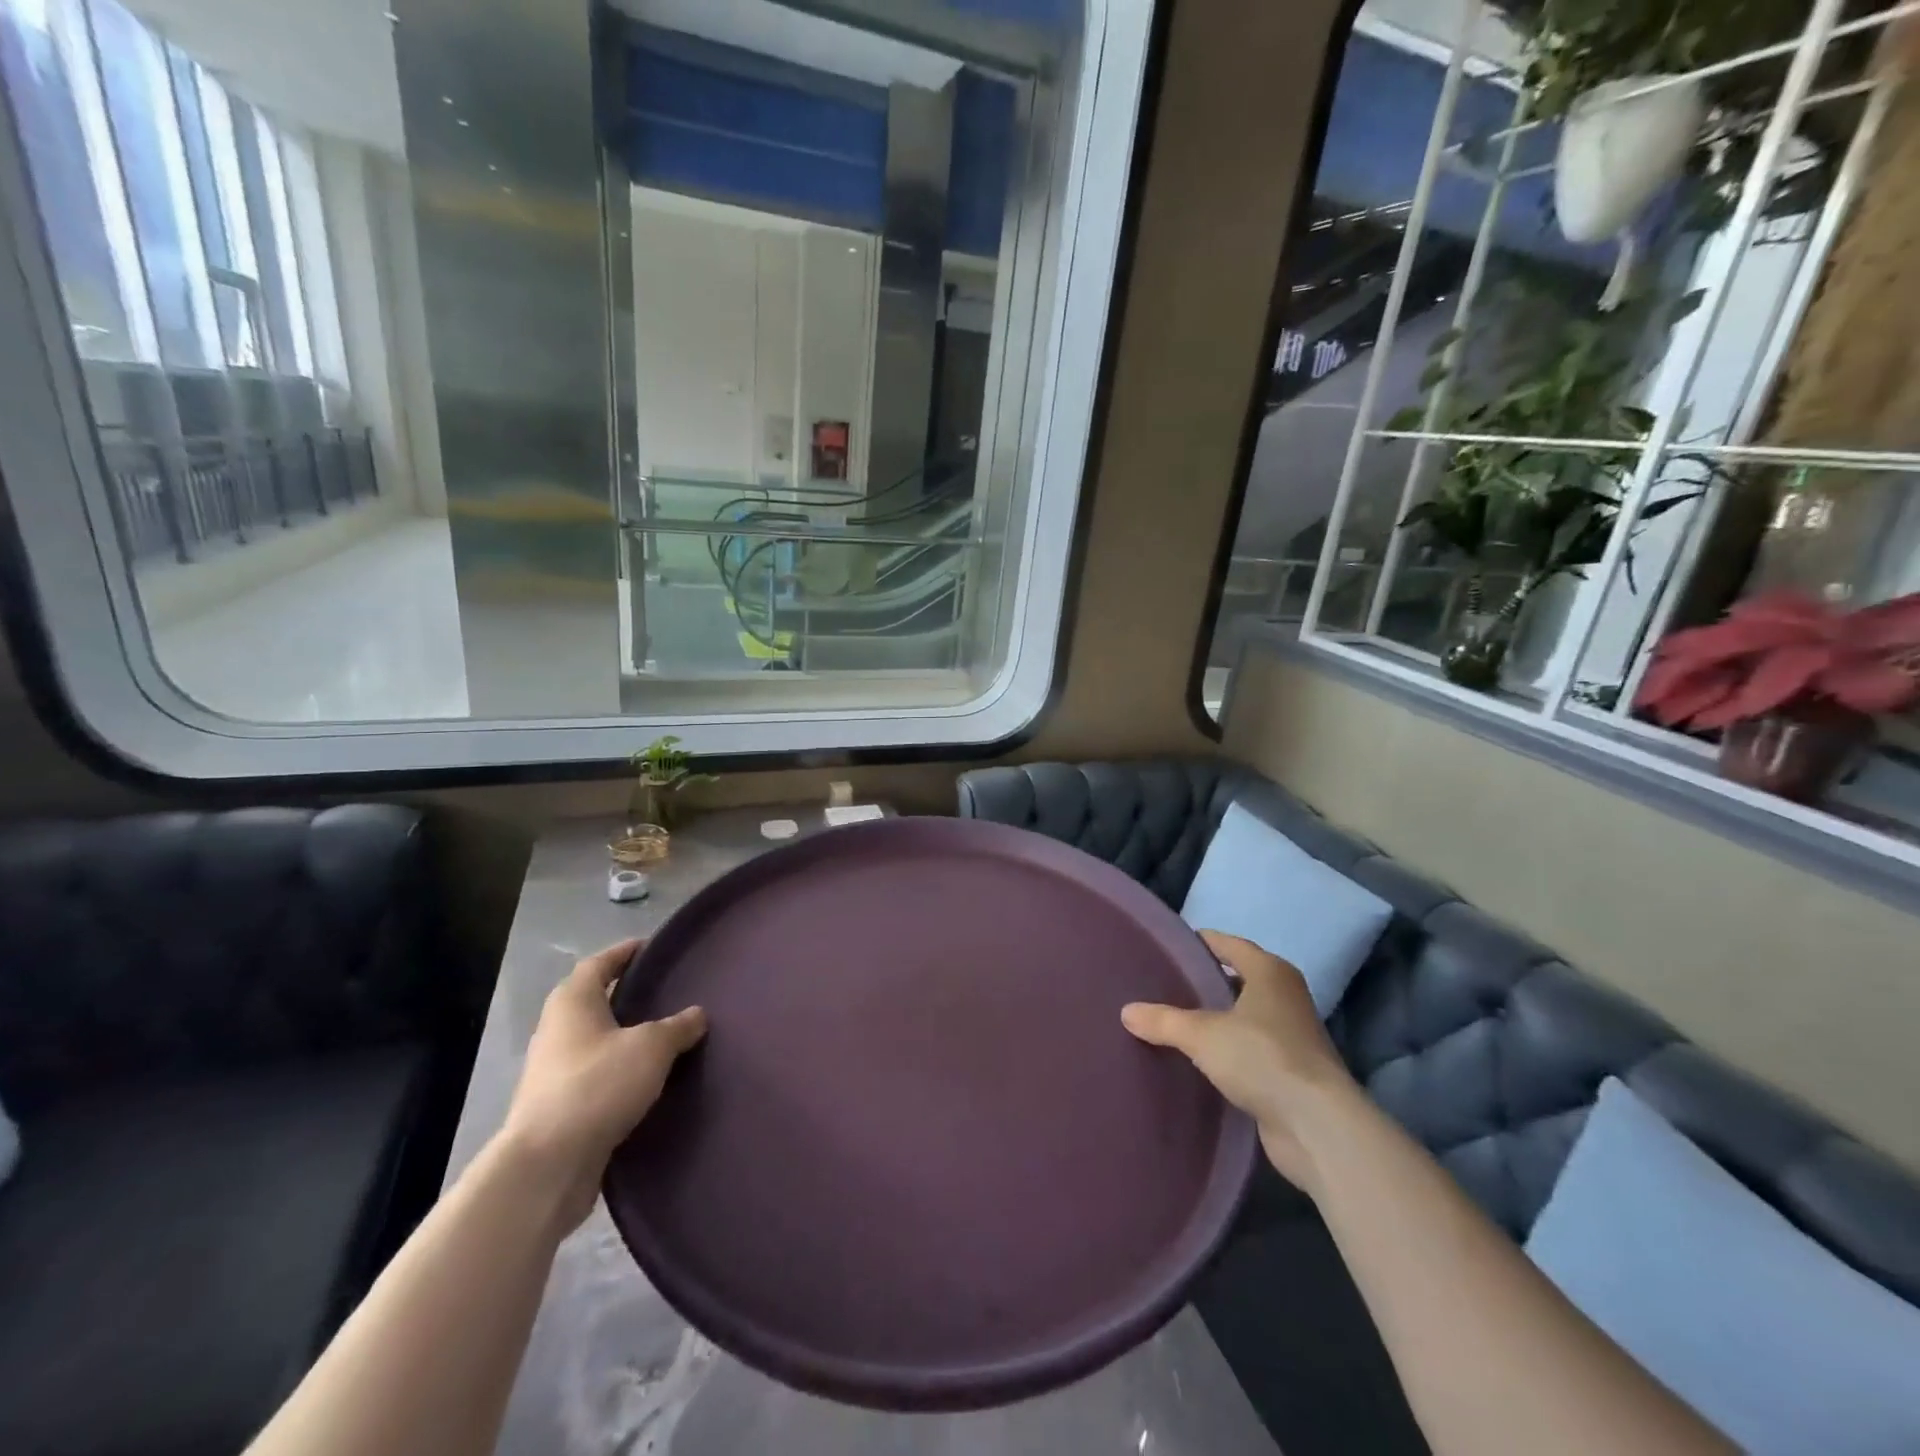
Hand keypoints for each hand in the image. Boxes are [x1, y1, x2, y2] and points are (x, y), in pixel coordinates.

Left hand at [499, 940, 705, 1223]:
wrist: (547, 1166)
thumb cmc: (597, 1086)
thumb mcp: (650, 1047)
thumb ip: (677, 1027)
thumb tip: (696, 1014)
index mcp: (573, 1002)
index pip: (600, 963)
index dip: (626, 952)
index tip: (654, 948)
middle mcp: (558, 1030)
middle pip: (596, 1001)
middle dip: (630, 996)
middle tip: (670, 992)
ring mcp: (555, 1071)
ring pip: (598, 1041)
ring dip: (627, 1038)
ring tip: (669, 1038)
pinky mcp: (560, 1107)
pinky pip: (598, 1076)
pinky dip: (622, 1072)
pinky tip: (651, 1080)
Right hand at [1122, 931, 1357, 1191]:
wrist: (1317, 1126)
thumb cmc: (1262, 1058)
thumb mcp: (1202, 1035)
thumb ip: (1163, 1021)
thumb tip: (1126, 1011)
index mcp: (1270, 972)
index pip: (1228, 944)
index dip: (1199, 942)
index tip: (1168, 947)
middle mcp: (1286, 996)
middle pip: (1238, 979)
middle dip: (1205, 983)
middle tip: (1164, 986)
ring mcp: (1293, 1036)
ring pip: (1244, 1017)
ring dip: (1217, 1020)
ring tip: (1175, 1022)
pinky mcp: (1292, 1073)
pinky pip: (1251, 1050)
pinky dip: (1229, 1052)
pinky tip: (1200, 1061)